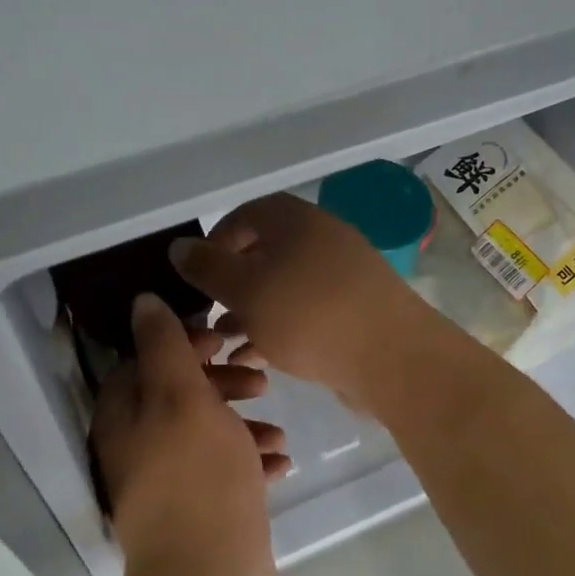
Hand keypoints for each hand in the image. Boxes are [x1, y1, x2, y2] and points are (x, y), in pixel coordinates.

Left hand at [91, 294, 287, 575]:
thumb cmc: (199, 478)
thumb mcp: (182, 397)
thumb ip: (164, 346)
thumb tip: (142, 302)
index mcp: (124, 417)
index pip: (144, 360)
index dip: (184, 343)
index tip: (224, 340)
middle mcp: (137, 447)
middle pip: (178, 395)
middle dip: (221, 382)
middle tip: (260, 379)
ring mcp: (167, 483)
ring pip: (205, 433)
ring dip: (242, 422)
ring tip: (277, 428)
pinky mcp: (197, 512)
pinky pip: (223, 471)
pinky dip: (248, 460)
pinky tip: (281, 462)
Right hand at [169, 193, 446, 410]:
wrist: (394, 359)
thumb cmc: (310, 315)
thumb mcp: (246, 289)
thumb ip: (208, 268)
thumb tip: (180, 246)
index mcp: (297, 221)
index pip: (248, 214)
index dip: (217, 239)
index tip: (198, 274)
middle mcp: (322, 241)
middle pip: (265, 253)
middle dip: (232, 284)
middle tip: (208, 314)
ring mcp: (343, 278)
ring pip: (284, 288)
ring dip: (251, 312)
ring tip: (224, 343)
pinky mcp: (355, 313)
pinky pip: (306, 314)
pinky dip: (277, 330)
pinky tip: (254, 361)